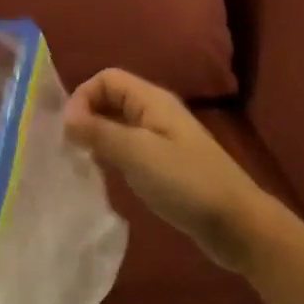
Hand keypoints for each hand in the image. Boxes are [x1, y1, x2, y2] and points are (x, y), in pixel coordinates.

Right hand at [64, 68, 275, 269]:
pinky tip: (104, 176)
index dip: (83, 96)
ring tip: (79, 161)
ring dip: (96, 137)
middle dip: (86, 116)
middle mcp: (155, 112)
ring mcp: (161, 139)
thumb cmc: (186, 182)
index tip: (68, 130)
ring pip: (118, 125)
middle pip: (111, 99)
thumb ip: (100, 132)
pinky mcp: (164, 165)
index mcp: (152, 100)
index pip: (106, 79)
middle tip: (68, 147)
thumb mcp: (138, 154)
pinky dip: (111, 155)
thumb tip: (66, 117)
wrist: (237, 224)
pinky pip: (128, 148)